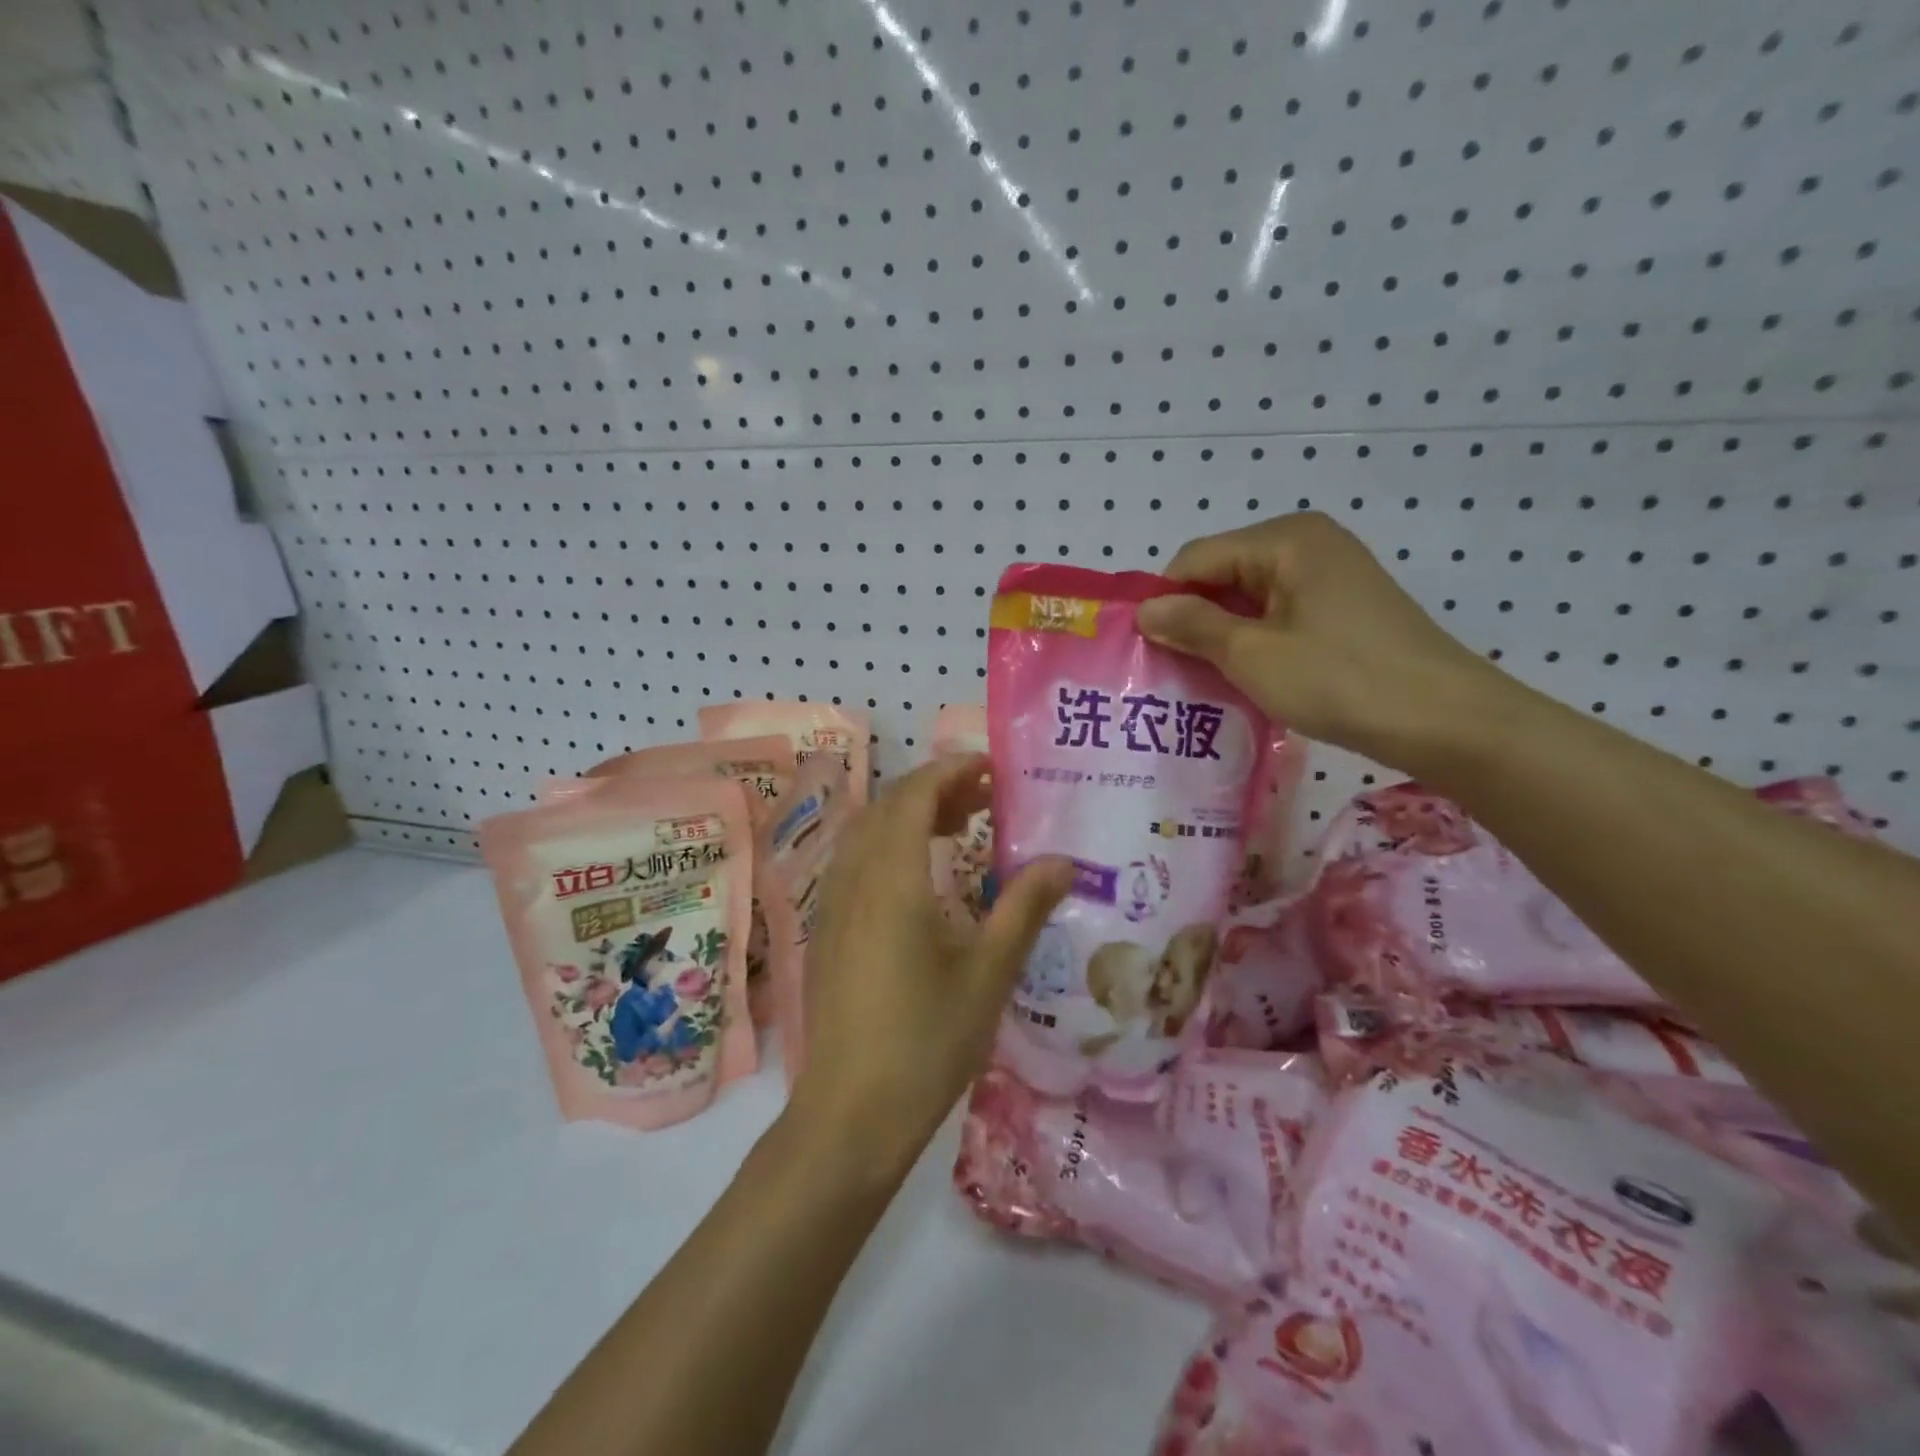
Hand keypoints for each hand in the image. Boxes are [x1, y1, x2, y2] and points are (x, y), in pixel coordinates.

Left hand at [790, 755, 1071, 1176]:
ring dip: (910, 816)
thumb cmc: (926, 1043)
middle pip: (887, 807)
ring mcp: (832, 906)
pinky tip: (921, 879)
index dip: (951, 771)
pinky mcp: (826, 932)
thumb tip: (1064, 862)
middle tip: (985, 798)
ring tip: (959, 829)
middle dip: (935, 789)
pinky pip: (855, 863)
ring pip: (867, 833)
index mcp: (891, 880)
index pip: (914, 795)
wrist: (850, 1116)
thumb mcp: (988, 974)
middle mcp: (853, 880)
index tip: (992, 769)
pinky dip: (889, 846)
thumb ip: (1023, 909)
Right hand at [1136, 512, 1506, 772]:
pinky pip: (1278, 615)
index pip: (1195, 559)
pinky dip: (1254, 642)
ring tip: (1201, 680)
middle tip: (1168, 671)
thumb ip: (1192, 626)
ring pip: (1249, 599)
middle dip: (1193, 619)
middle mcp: (1307, 544)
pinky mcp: (1344, 608)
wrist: (1444, 720)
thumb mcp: (1252, 654)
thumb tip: (1145, 610)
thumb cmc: (1339, 679)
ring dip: (1222, 636)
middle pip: (1223, 574)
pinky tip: (1244, 678)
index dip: (1164, 600)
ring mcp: (1330, 575)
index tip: (1143, 649)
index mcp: (1284, 539)